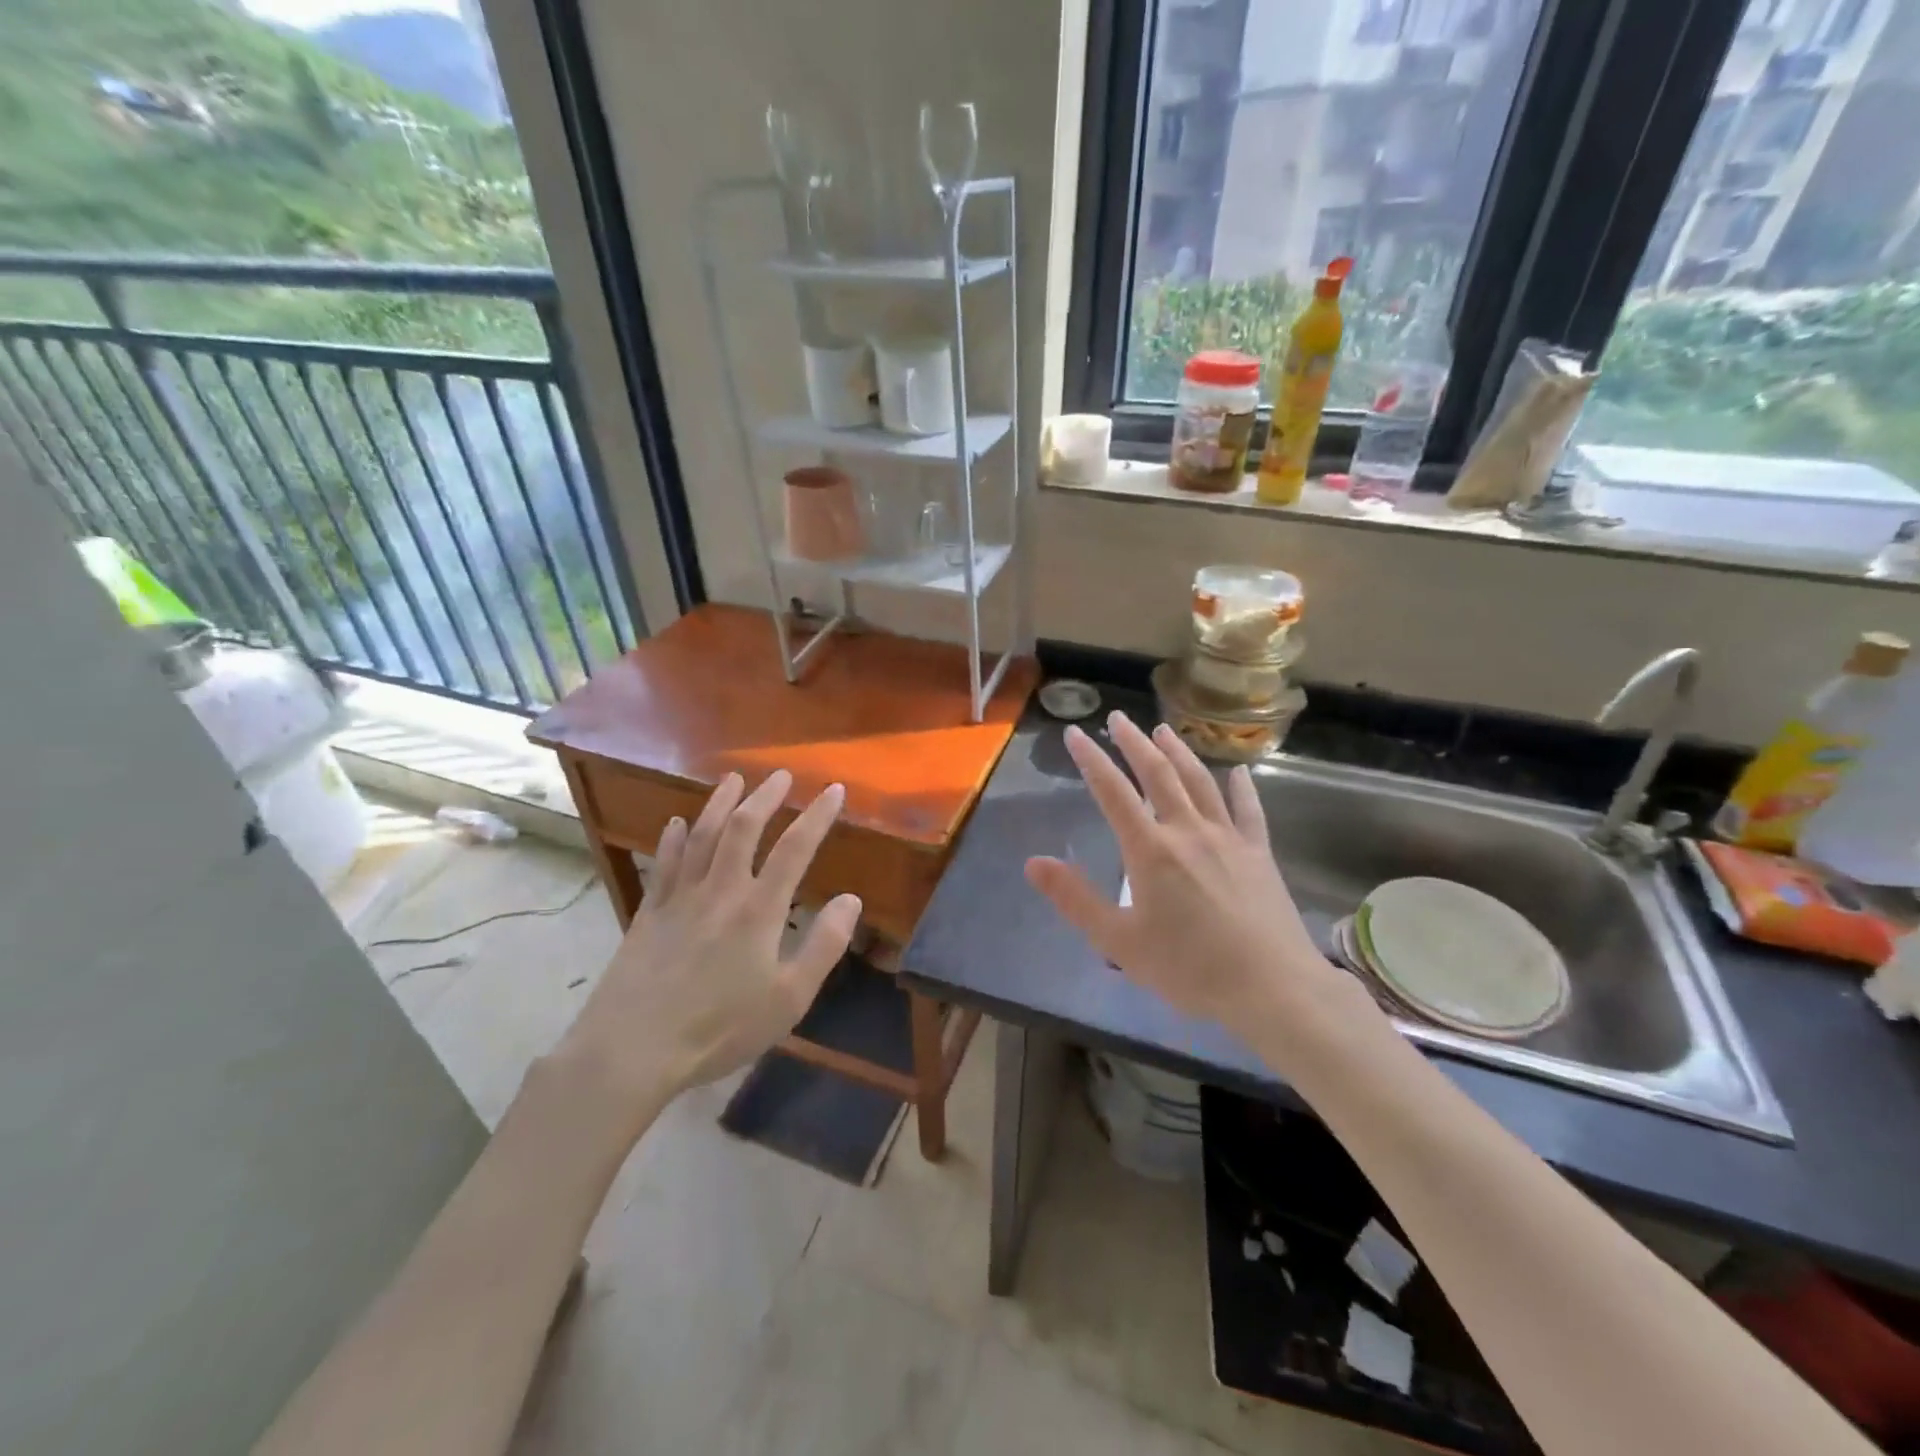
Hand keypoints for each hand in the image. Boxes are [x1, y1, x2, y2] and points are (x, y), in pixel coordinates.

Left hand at [556, 770, 860, 1124]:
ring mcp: (679, 897)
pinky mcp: (649, 912)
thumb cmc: (720, 1029)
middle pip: (743, 828)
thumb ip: (824, 946)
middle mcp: (720, 890)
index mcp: (759, 909)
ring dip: (719, 803)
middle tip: (780, 775)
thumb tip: (851, 899)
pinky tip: (677, 823)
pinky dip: (673, 838)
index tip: (834, 789)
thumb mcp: (789, 999)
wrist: (632, 1049)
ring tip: (733, 780)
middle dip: (765, 796)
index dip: (817, 815)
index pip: (795, 848)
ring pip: (701, 835)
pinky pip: (663, 863)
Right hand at [1025, 713, 1362, 1049]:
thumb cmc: (1189, 968)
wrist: (1272, 988)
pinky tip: (1238, 771)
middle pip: (1158, 774)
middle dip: (1133, 743)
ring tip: (1162, 731)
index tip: (1075, 733)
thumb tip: (1033, 862)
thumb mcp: (1119, 942)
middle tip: (1117, 719)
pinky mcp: (1259, 853)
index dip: (1091, 760)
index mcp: (1150, 850)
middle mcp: (1188, 831)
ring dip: (1179, 752)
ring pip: (1200, 782)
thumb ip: (1074, 899)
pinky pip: (1249, 810)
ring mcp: (1228, 838)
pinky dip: (1241, 787)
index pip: (1113, 792)